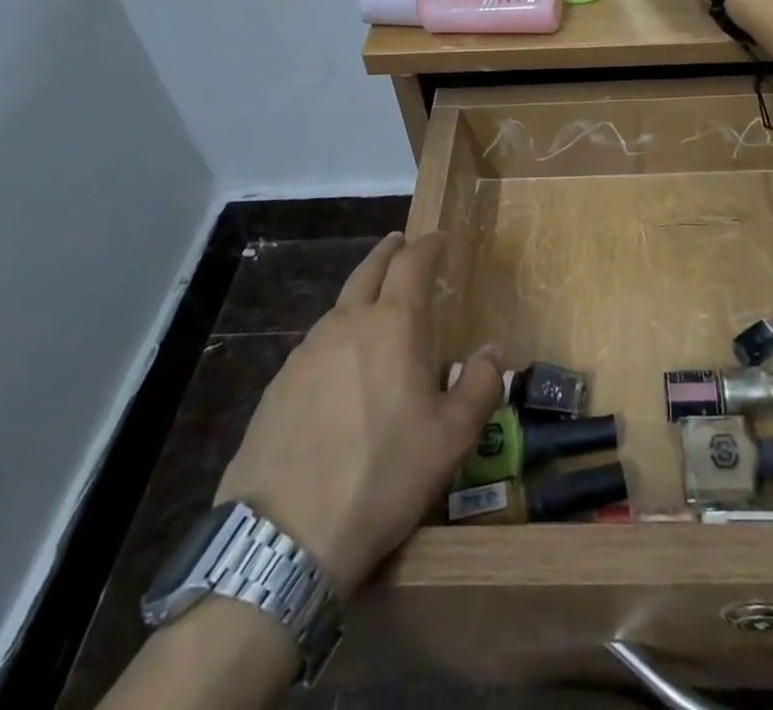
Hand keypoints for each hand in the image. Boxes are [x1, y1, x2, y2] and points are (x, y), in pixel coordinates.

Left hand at [214, 233, 503, 596]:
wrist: (285, 535)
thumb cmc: (382, 476)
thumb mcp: (450, 439)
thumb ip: (479, 387)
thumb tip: (493, 351)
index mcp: (393, 325)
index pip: (413, 264)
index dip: (429, 246)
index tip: (439, 239)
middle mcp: (348, 323)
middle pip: (370, 270)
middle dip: (389, 252)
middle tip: (402, 244)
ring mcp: (307, 351)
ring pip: (340, 305)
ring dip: (362, 293)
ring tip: (375, 306)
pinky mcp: (279, 383)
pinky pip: (317, 342)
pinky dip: (337, 334)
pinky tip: (341, 365)